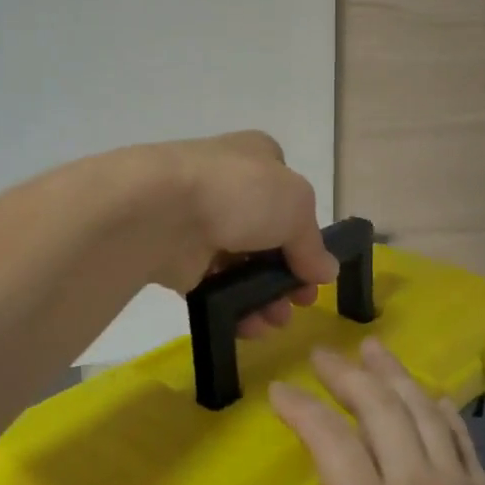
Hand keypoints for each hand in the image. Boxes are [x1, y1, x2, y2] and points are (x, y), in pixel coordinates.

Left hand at [143, 131, 338, 335]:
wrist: (158, 211)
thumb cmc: (239, 193)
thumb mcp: (296, 207)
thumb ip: (312, 243)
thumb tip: (326, 271)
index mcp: (258, 158)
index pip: (290, 196)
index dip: (306, 235)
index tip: (315, 271)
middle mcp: (229, 187)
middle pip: (269, 237)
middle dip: (287, 275)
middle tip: (299, 303)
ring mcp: (201, 221)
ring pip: (242, 265)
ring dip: (263, 297)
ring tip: (273, 322)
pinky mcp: (178, 256)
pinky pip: (213, 286)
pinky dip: (232, 307)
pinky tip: (247, 325)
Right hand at [189, 340, 484, 484]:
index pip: (332, 441)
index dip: (302, 409)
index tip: (278, 389)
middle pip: (380, 409)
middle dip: (348, 375)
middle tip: (323, 352)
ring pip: (422, 410)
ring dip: (394, 375)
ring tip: (374, 348)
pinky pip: (459, 434)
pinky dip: (439, 406)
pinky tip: (432, 399)